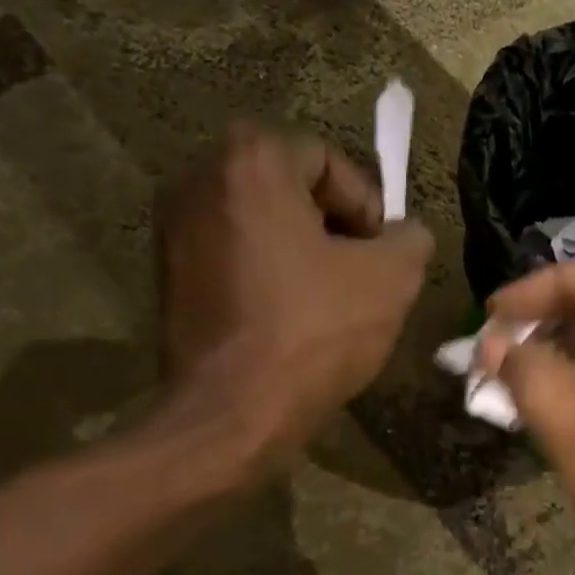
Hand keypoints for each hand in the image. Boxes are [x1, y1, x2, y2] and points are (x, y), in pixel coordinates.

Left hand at [158, 123, 432, 468]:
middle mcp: (198, 179)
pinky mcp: (165, 275)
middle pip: (288, 188)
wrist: (229, 414)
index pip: (327, 160)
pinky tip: (286, 318)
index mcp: (250, 161)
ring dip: (298, 252)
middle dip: (331, 227)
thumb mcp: (390, 280)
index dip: (366, 206)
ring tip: (327, 301)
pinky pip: (231, 256)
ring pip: (259, 224)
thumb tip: (405, 234)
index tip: (380, 254)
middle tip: (358, 274)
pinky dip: (264, 274)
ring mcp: (173, 229)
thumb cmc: (312, 334)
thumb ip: (409, 238)